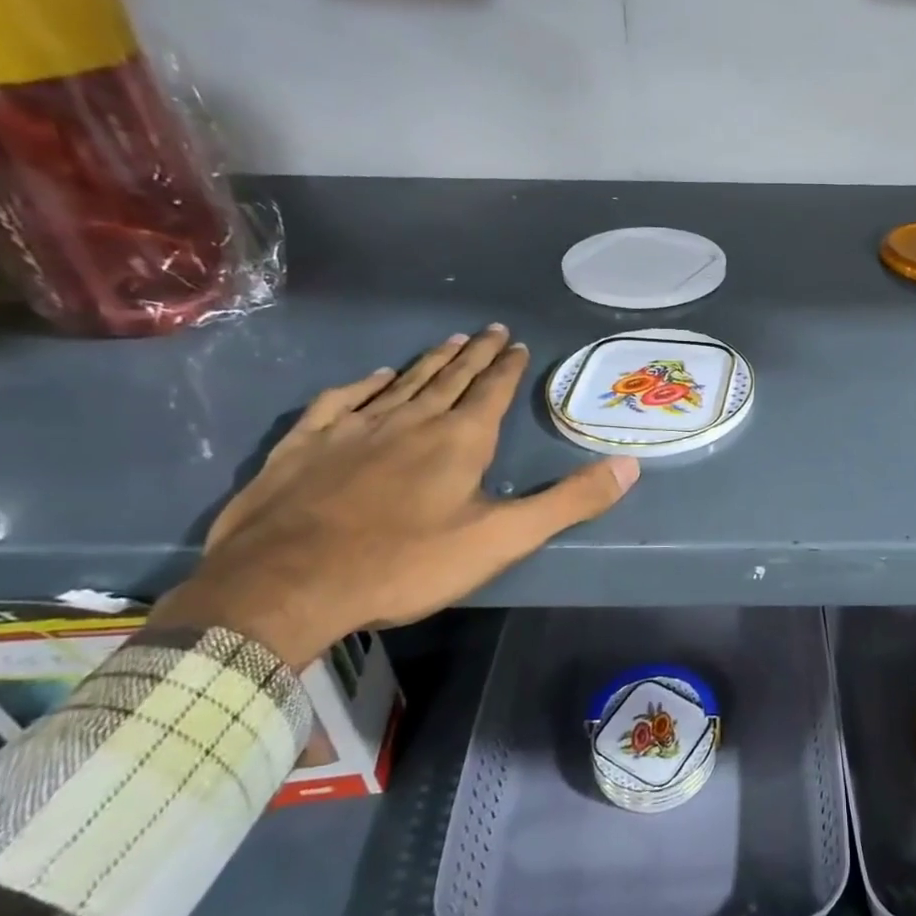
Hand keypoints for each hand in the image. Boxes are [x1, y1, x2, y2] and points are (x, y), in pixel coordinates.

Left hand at [151, 326, 638, 668]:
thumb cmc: (404, 564)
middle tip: (490, 329)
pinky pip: (342, 401)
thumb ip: (568, 502)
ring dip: (429, 361)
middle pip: (450, 377)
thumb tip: (630, 466)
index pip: (492, 391)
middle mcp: (410, 420)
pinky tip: (373, 377)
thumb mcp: (500, 540)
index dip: (508, 366)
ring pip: (401, 382)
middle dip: (475, 354)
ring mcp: (353, 428)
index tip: (517, 343)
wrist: (284, 586)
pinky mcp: (307, 445)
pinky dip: (363, 385)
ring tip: (449, 341)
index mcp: (459, 440)